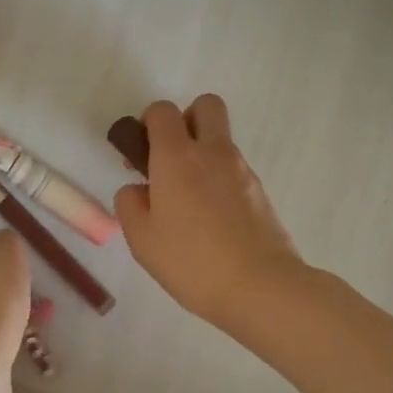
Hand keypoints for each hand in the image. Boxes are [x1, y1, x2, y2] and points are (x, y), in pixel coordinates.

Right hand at [114, 95, 306, 334]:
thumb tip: (139, 189)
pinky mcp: (261, 192)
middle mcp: (212, 152)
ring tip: (189, 199)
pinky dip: (220, 178)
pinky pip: (235, 169)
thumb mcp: (141, 239)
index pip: (162, 111)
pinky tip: (211, 218)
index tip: (141, 153)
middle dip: (186, 119)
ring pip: (222, 138)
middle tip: (172, 157)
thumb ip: (130, 204)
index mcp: (176, 157)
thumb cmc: (192, 261)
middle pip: (206, 105)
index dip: (147, 122)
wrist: (262, 287)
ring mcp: (242, 170)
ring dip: (204, 152)